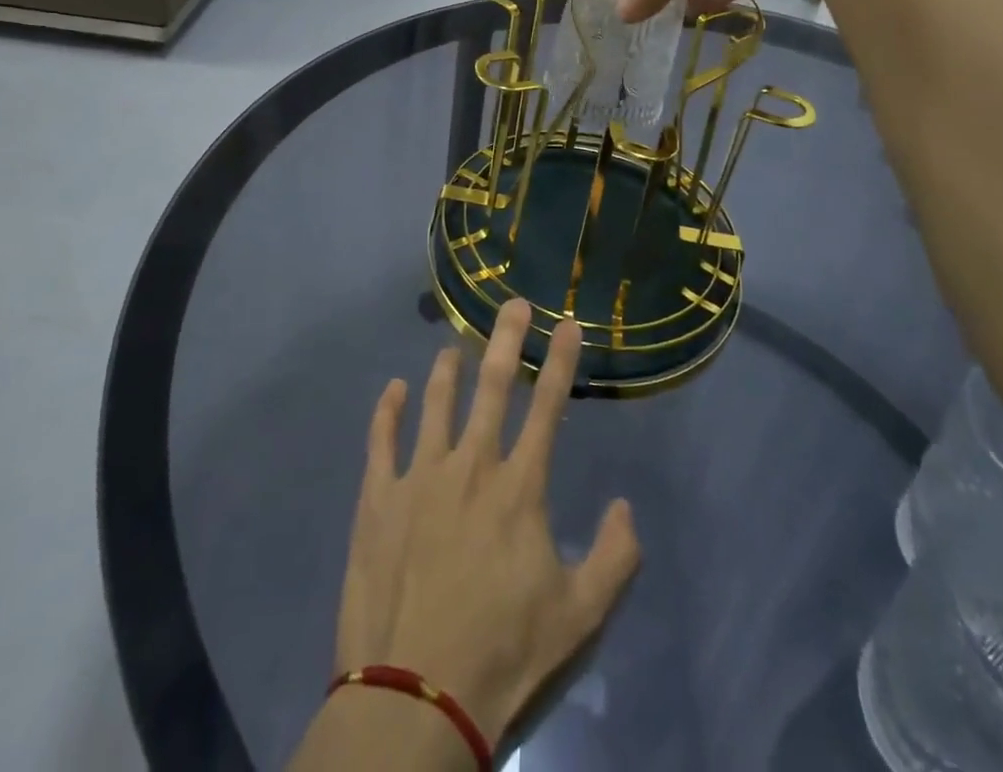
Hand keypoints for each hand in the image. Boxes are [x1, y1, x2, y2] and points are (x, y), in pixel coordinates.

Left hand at [334, 299, 641, 746]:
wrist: (413, 699)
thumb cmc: (502, 655)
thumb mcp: (580, 618)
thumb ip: (615, 558)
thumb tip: (625, 506)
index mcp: (519, 487)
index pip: (548, 407)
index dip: (561, 361)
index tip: (568, 323)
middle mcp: (470, 465)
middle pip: (491, 385)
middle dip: (506, 338)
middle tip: (513, 303)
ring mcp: (418, 476)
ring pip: (435, 403)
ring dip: (447, 370)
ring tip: (453, 346)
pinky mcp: (377, 498)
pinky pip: (381, 439)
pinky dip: (387, 410)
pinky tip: (392, 390)